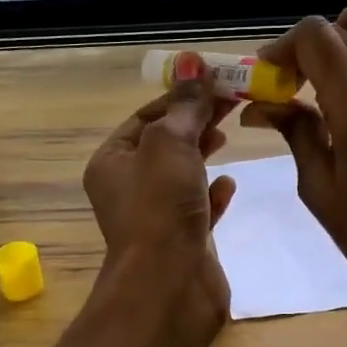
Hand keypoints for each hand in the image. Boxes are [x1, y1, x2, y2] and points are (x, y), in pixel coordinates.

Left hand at [83, 66, 237, 327]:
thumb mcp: (171, 143)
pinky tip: (229, 184)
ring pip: (182, 174)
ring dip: (204, 153)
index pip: (147, 116)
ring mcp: (155, 216)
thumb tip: (191, 61)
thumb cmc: (160, 206)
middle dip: (197, 121)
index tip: (217, 81)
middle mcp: (128, 187)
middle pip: (166, 142)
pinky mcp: (182, 240)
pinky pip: (198, 207)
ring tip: (229, 134)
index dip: (180, 96)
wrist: (169, 285)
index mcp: (112, 161)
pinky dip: (213, 192)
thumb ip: (185, 105)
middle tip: (233, 101)